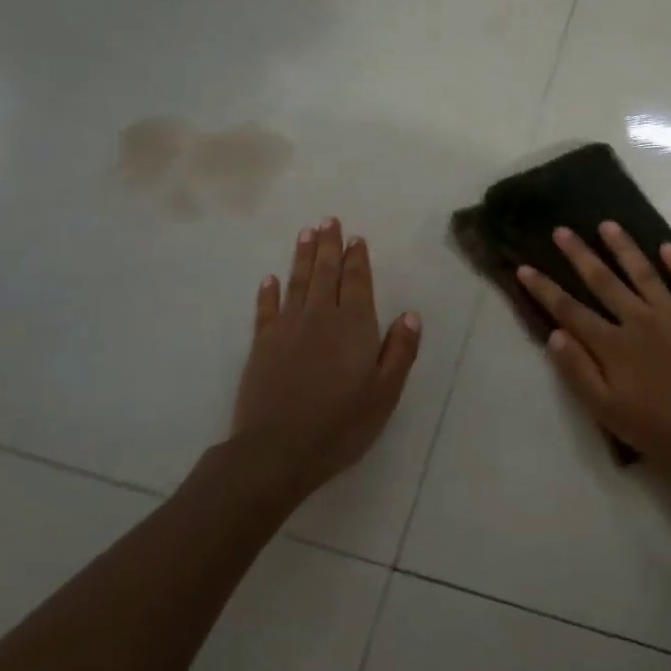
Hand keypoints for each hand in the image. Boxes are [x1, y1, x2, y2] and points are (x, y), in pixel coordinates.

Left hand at [229, 217, 421, 497]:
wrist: (278, 450)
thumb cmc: (341, 424)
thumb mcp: (385, 392)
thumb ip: (400, 351)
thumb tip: (410, 314)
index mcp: (354, 326)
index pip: (356, 282)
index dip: (357, 259)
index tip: (355, 237)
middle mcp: (320, 317)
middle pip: (325, 273)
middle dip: (328, 245)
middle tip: (328, 220)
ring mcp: (287, 328)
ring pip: (297, 282)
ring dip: (302, 257)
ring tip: (306, 233)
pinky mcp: (261, 345)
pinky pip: (266, 309)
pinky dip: (269, 292)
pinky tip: (270, 279)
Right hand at [517, 222, 670, 482]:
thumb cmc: (658, 429)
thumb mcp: (606, 410)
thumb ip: (578, 371)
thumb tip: (554, 334)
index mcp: (613, 345)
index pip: (570, 311)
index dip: (545, 289)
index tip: (524, 267)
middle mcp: (640, 320)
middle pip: (603, 281)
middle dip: (579, 254)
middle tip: (562, 230)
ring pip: (644, 273)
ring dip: (624, 247)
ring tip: (608, 225)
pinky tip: (667, 246)